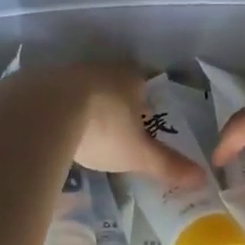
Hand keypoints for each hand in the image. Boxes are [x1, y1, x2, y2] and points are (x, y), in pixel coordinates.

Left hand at [6, 62, 203, 185]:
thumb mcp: (138, 153)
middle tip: (114, 127)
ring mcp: (70, 70)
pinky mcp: (41, 80)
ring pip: (83, 87)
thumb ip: (168, 164)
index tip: (142, 119)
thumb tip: (203, 177)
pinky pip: (54, 94)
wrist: (46, 110)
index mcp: (131, 79)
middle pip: (114, 83)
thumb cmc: (103, 128)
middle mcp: (102, 67)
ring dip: (84, 104)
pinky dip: (56, 108)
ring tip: (82, 130)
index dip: (145, 101)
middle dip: (114, 102)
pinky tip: (53, 127)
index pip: (145, 84)